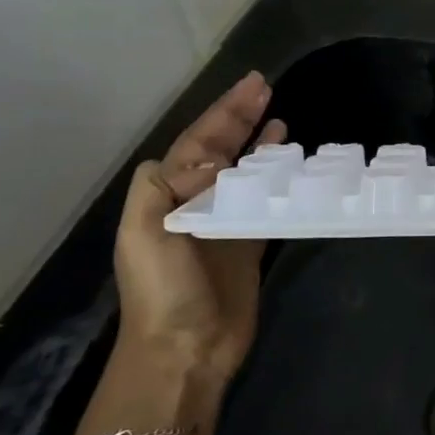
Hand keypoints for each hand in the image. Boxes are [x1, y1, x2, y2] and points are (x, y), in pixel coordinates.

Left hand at [113, 71, 284, 385]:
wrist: (184, 349)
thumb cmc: (164, 288)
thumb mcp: (145, 231)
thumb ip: (164, 184)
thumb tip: (210, 158)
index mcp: (168, 193)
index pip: (199, 138)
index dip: (225, 110)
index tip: (253, 84)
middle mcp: (195, 200)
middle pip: (220, 147)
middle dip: (241, 117)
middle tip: (267, 87)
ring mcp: (224, 220)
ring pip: (244, 169)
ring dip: (258, 142)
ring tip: (279, 117)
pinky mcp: (249, 241)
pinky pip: (265, 197)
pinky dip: (276, 176)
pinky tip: (289, 163)